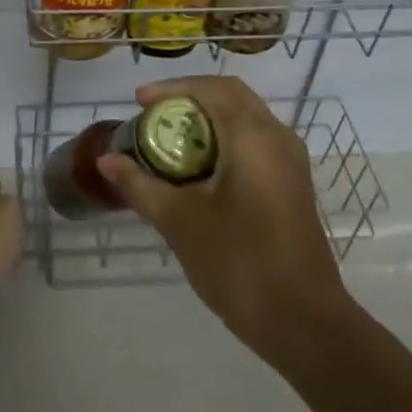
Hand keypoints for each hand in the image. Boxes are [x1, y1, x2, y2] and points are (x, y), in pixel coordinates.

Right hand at [99, 77, 350, 360]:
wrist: (304, 323)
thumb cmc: (239, 264)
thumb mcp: (179, 222)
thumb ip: (140, 185)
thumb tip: (107, 161)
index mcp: (253, 136)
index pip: (211, 89)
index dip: (172, 88)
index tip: (138, 101)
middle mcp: (277, 137)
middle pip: (231, 96)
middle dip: (190, 98)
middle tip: (153, 114)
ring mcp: (290, 162)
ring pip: (246, 118)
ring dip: (208, 118)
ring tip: (170, 138)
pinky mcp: (292, 184)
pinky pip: (256, 141)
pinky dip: (225, 139)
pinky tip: (199, 168)